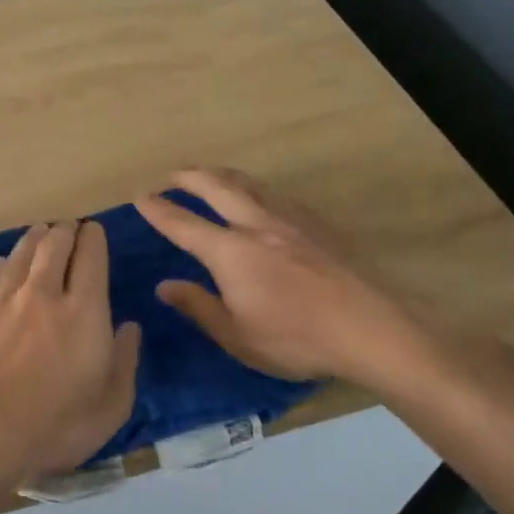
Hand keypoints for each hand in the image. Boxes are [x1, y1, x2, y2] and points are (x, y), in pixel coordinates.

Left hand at [0, 221, 140, 490]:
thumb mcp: (109, 406)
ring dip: (35, 237)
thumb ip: (124, 362)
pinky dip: (5, 262)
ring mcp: (6, 300)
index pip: (91, 258)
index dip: (93, 238)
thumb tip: (129, 328)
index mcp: (84, 311)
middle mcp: (44, 293)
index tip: (94, 229)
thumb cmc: (55, 424)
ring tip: (41, 232)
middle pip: (54, 245)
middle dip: (64, 230)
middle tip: (69, 227)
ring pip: (22, 253)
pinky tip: (5, 261)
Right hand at [135, 169, 432, 389]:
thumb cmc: (297, 339)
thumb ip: (199, 306)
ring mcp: (290, 221)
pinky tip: (260, 199)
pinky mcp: (317, 226)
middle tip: (172, 174)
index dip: (159, 210)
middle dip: (190, 176)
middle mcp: (256, 224)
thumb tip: (165, 285)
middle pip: (217, 187)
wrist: (372, 329)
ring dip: (223, 175)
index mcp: (230, 251)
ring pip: (250, 184)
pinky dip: (254, 189)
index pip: (184, 224)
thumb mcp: (237, 336)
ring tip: (210, 176)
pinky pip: (276, 195)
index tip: (141, 197)